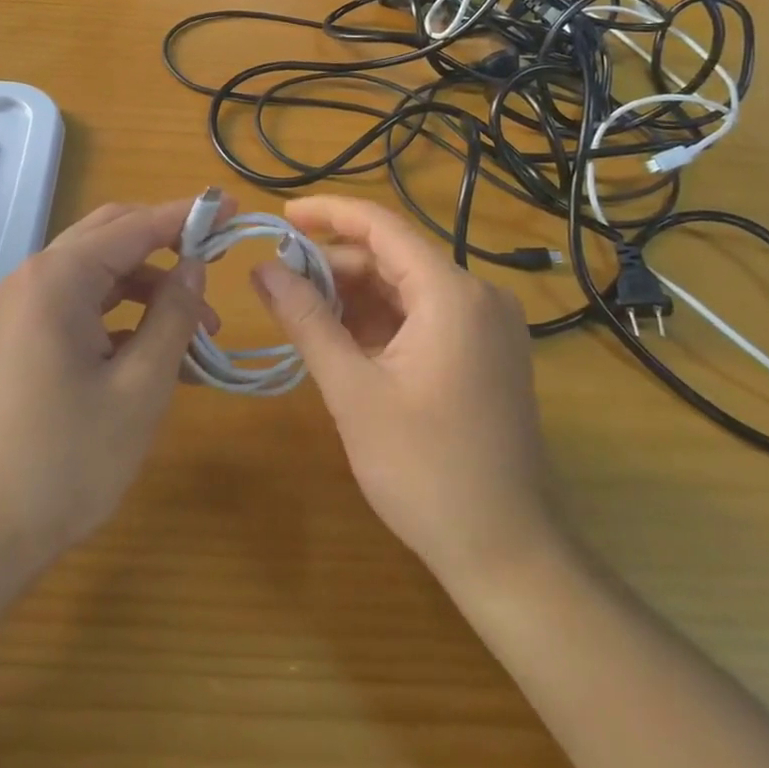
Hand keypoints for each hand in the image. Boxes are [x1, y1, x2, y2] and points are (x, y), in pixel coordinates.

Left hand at [0, 197, 225, 574]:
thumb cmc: (67, 459)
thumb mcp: (140, 386)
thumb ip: (172, 315)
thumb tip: (195, 265)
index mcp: (59, 277)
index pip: (136, 225)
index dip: (188, 214)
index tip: (234, 207)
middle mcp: (37, 278)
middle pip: (113, 236)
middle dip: (168, 245)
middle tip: (219, 261)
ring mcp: (26, 309)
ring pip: (101, 273)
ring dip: (151, 288)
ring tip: (201, 330)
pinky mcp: (25, 338)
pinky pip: (84, 306)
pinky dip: (125, 316)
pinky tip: (160, 351)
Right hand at [250, 196, 556, 589]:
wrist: (506, 553)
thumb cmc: (424, 469)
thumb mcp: (352, 390)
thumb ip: (306, 320)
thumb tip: (262, 269)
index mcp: (451, 294)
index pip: (380, 226)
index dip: (327, 214)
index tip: (281, 216)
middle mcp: (477, 296)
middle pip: (392, 258)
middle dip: (334, 265)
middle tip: (279, 282)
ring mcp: (486, 326)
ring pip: (405, 288)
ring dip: (353, 295)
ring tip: (301, 311)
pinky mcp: (484, 353)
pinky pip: (422, 316)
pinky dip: (379, 320)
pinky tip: (341, 338)